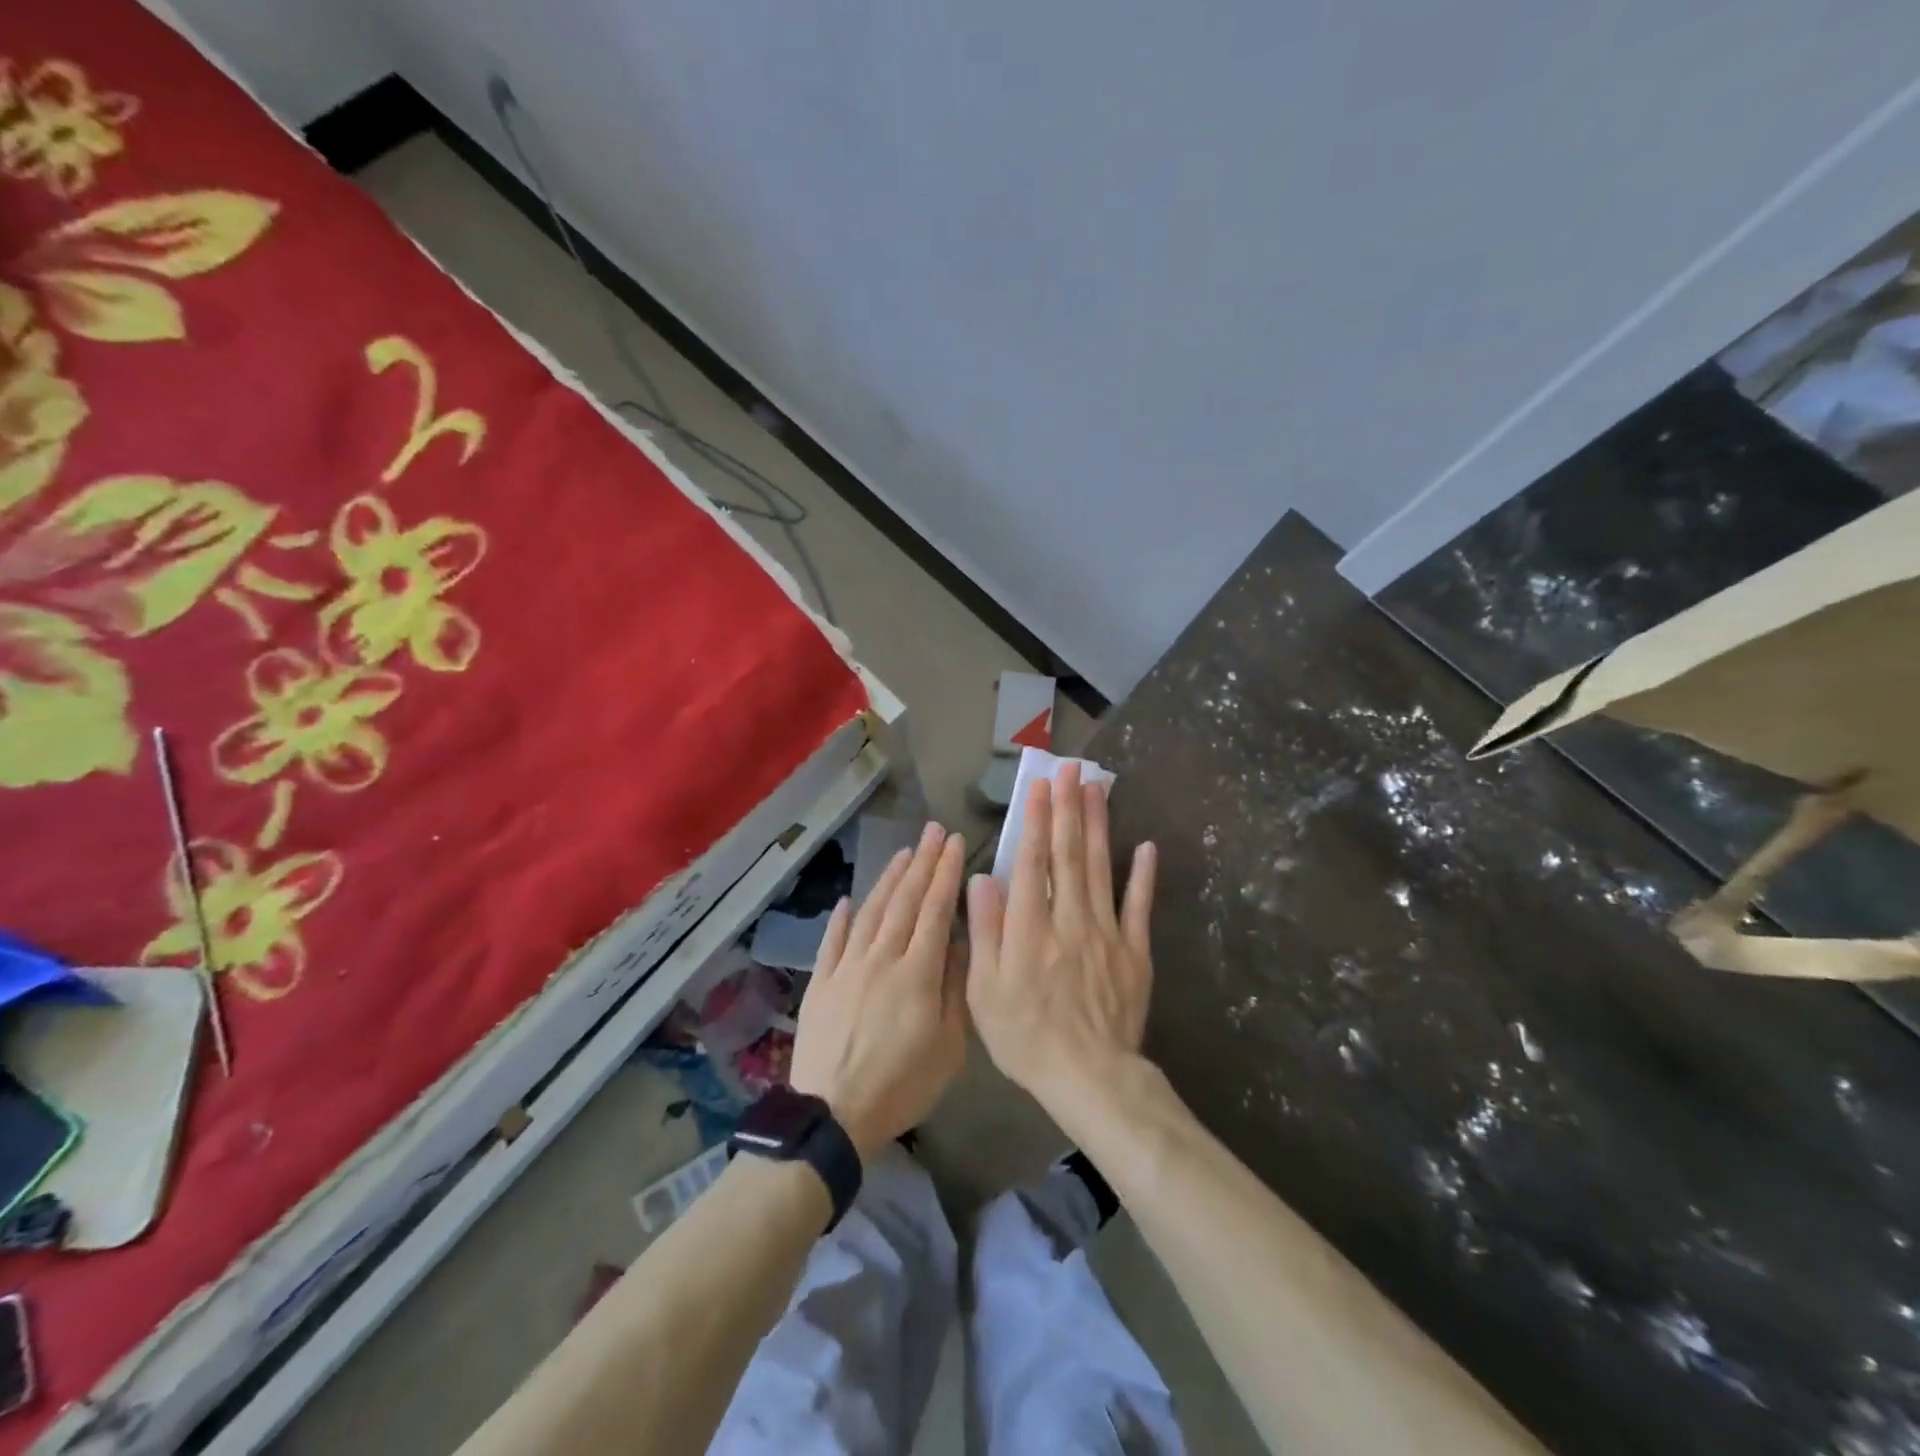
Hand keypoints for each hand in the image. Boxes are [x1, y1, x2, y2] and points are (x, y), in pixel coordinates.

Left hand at [790, 823, 967, 1160]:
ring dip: (888, 879)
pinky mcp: (820, 983)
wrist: (833, 1115)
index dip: (945, 874)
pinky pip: (832, 941)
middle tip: (932, 831)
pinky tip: (849, 900)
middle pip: (904, 901)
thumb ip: (954, 988)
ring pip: (871, 912)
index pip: (935, 911)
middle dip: (921, 863)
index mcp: (917, 973)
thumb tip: (959, 941)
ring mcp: (846, 968)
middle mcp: (881, 959)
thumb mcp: (948, 1047)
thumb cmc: (901, 1085)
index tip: (954, 843)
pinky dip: (842, 918)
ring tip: (902, 852)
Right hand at [966, 762, 1157, 1108]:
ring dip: (1098, 826)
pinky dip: (1143, 875)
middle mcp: (1069, 919)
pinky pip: (1139, 907)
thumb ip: (985, 931)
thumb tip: (983, 878)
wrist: (1090, 1078)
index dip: (1036, 820)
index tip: (1040, 786)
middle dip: (1069, 807)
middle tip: (1071, 769)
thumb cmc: (1026, 1037)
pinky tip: (1145, 846)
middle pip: (1069, 854)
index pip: (1033, 862)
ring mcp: (1107, 933)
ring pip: (1101, 868)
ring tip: (1098, 788)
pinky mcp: (1135, 951)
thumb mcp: (984, 992)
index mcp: (1030, 929)